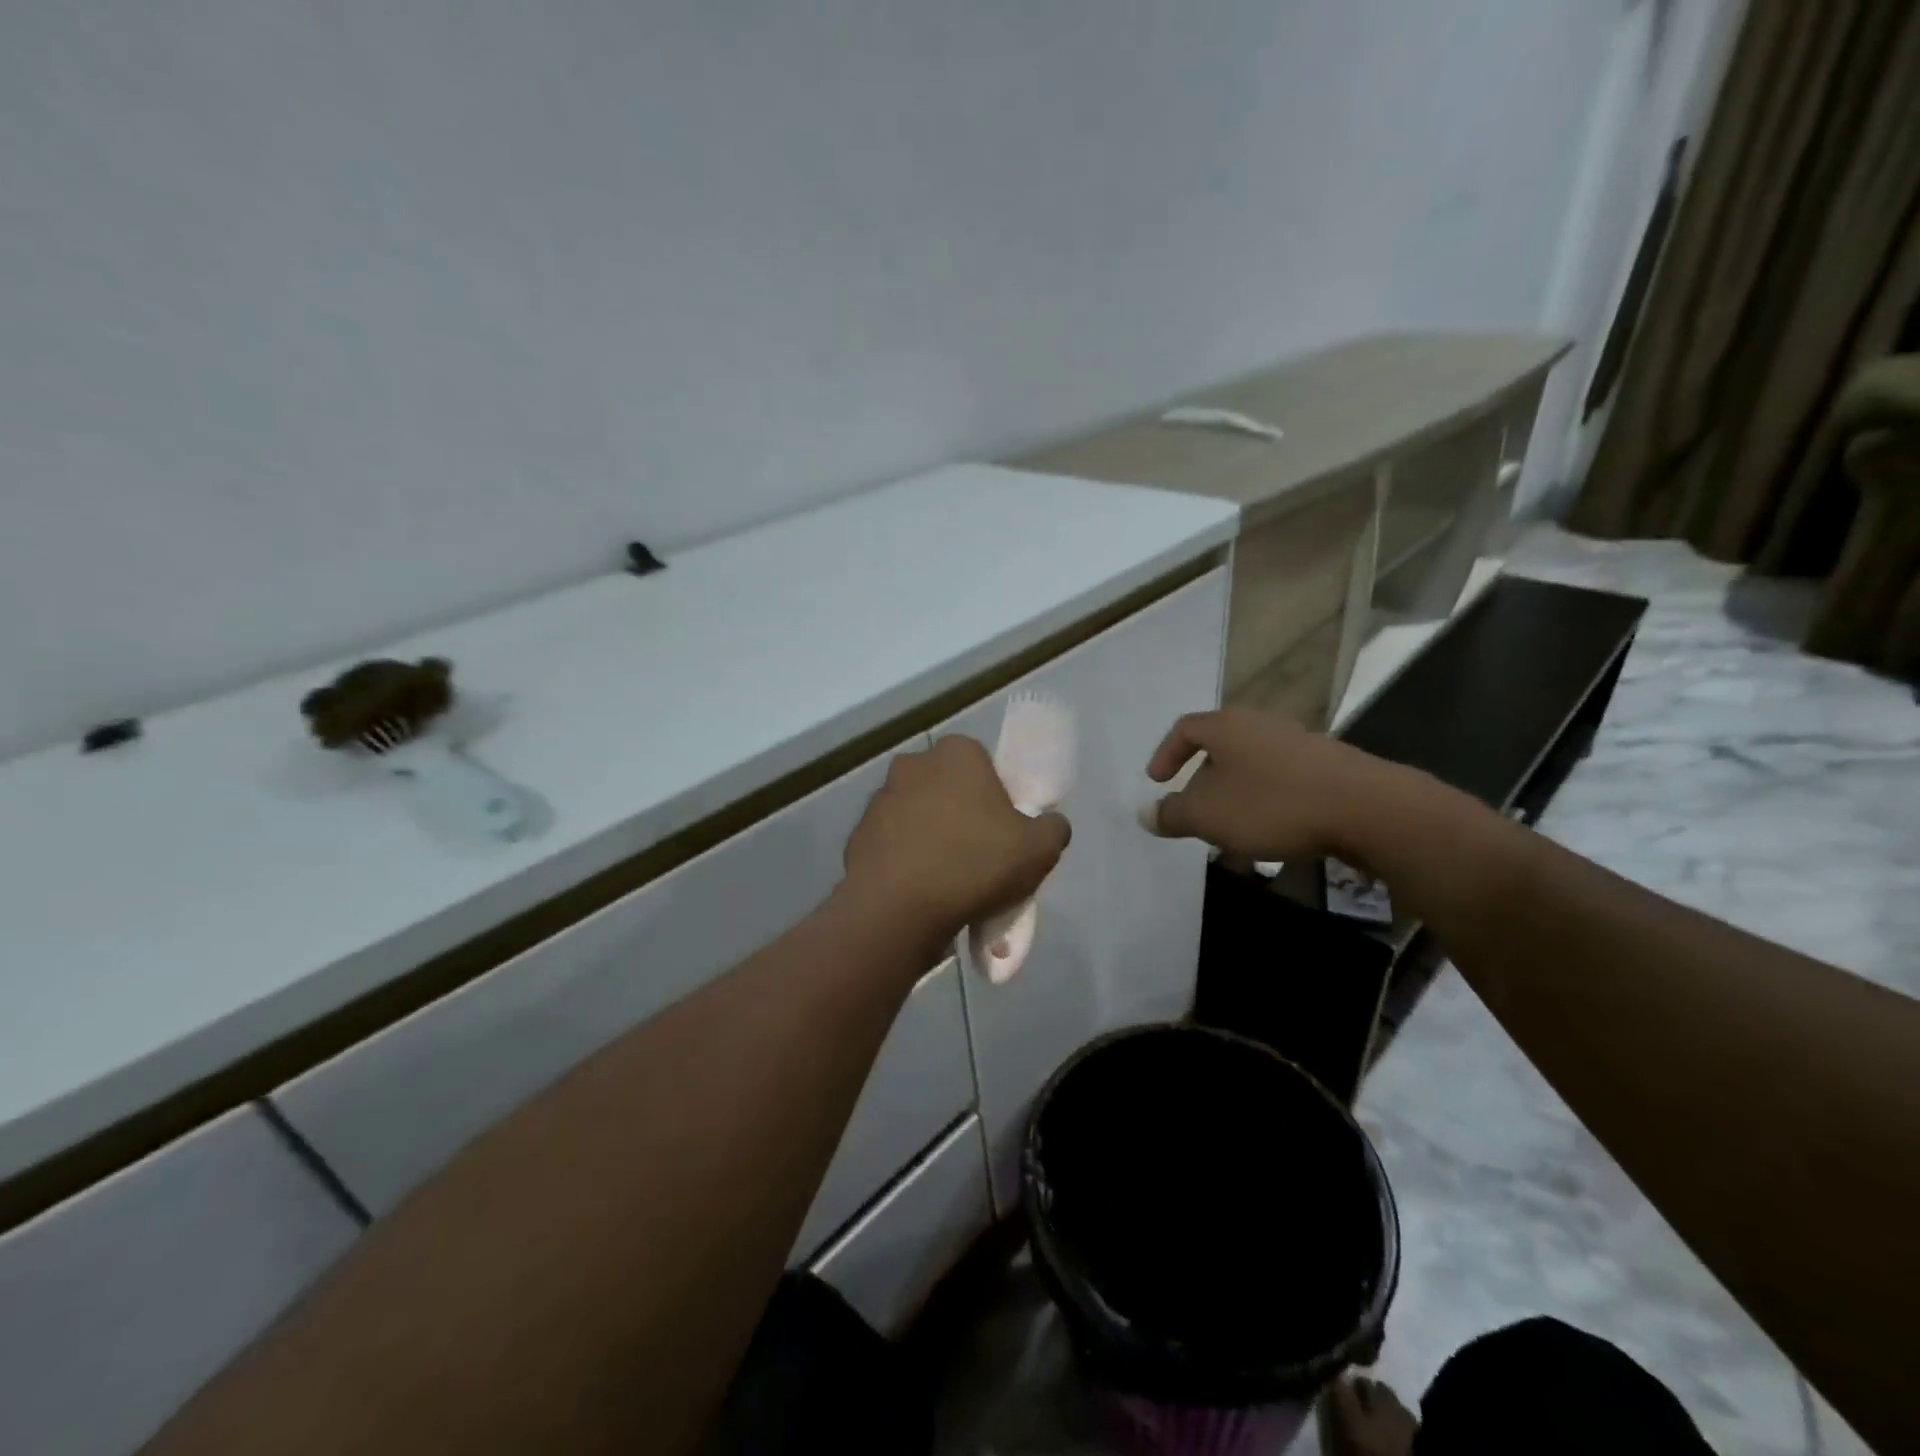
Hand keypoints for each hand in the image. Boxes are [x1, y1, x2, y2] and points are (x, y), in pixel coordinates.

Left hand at [843, 735, 1070, 944]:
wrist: (898, 909)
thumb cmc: (975, 864)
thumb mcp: (1040, 849)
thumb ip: (1053, 827)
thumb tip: (1049, 824)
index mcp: (957, 753)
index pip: (985, 765)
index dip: (998, 798)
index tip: (1004, 833)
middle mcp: (913, 764)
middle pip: (949, 789)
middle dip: (962, 815)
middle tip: (979, 857)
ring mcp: (879, 798)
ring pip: (918, 815)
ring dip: (931, 837)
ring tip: (947, 882)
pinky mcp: (858, 833)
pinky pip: (893, 844)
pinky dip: (905, 860)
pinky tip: (919, 891)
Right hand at [1144, 708, 1419, 863]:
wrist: (1367, 809)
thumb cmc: (1272, 804)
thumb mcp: (1207, 816)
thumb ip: (1171, 814)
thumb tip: (1145, 814)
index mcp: (1228, 726)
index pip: (1185, 728)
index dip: (1166, 754)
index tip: (1158, 782)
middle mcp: (1262, 724)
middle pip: (1221, 747)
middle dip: (1203, 781)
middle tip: (1195, 811)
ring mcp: (1299, 742)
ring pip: (1253, 767)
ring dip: (1236, 796)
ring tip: (1233, 830)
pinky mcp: (1329, 766)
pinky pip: (1283, 781)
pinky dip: (1268, 803)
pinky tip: (1273, 834)